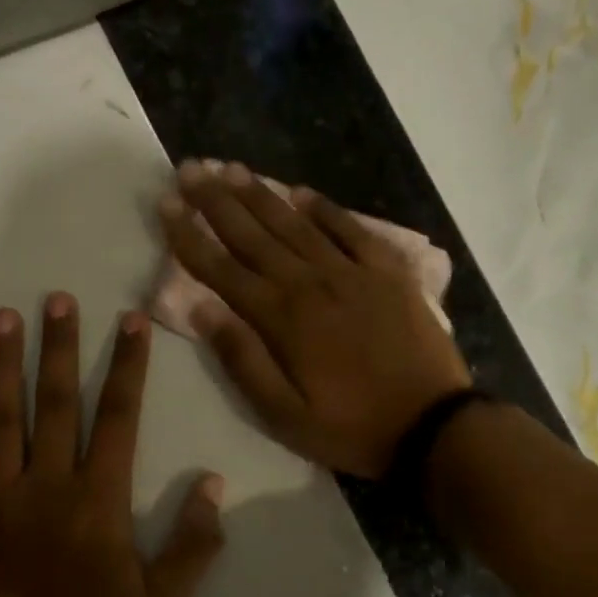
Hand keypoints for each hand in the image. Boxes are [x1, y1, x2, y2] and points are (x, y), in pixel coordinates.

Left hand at [0, 294, 224, 596]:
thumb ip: (192, 543)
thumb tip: (214, 484)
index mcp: (100, 499)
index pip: (120, 417)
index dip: (128, 367)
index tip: (130, 322)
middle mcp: (49, 481)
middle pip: (57, 401)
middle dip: (61, 346)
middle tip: (58, 297)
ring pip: (1, 415)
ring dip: (3, 362)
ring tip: (4, 315)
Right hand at [158, 162, 471, 478]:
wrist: (432, 425)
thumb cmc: (351, 427)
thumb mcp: (283, 415)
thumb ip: (241, 360)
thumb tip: (201, 308)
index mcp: (281, 318)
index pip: (222, 268)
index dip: (189, 235)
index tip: (165, 204)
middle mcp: (311, 283)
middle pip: (254, 234)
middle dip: (216, 200)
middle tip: (189, 169)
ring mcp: (353, 272)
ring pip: (296, 224)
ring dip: (261, 195)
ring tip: (231, 168)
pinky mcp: (389, 273)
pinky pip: (352, 229)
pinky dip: (326, 208)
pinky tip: (303, 192)